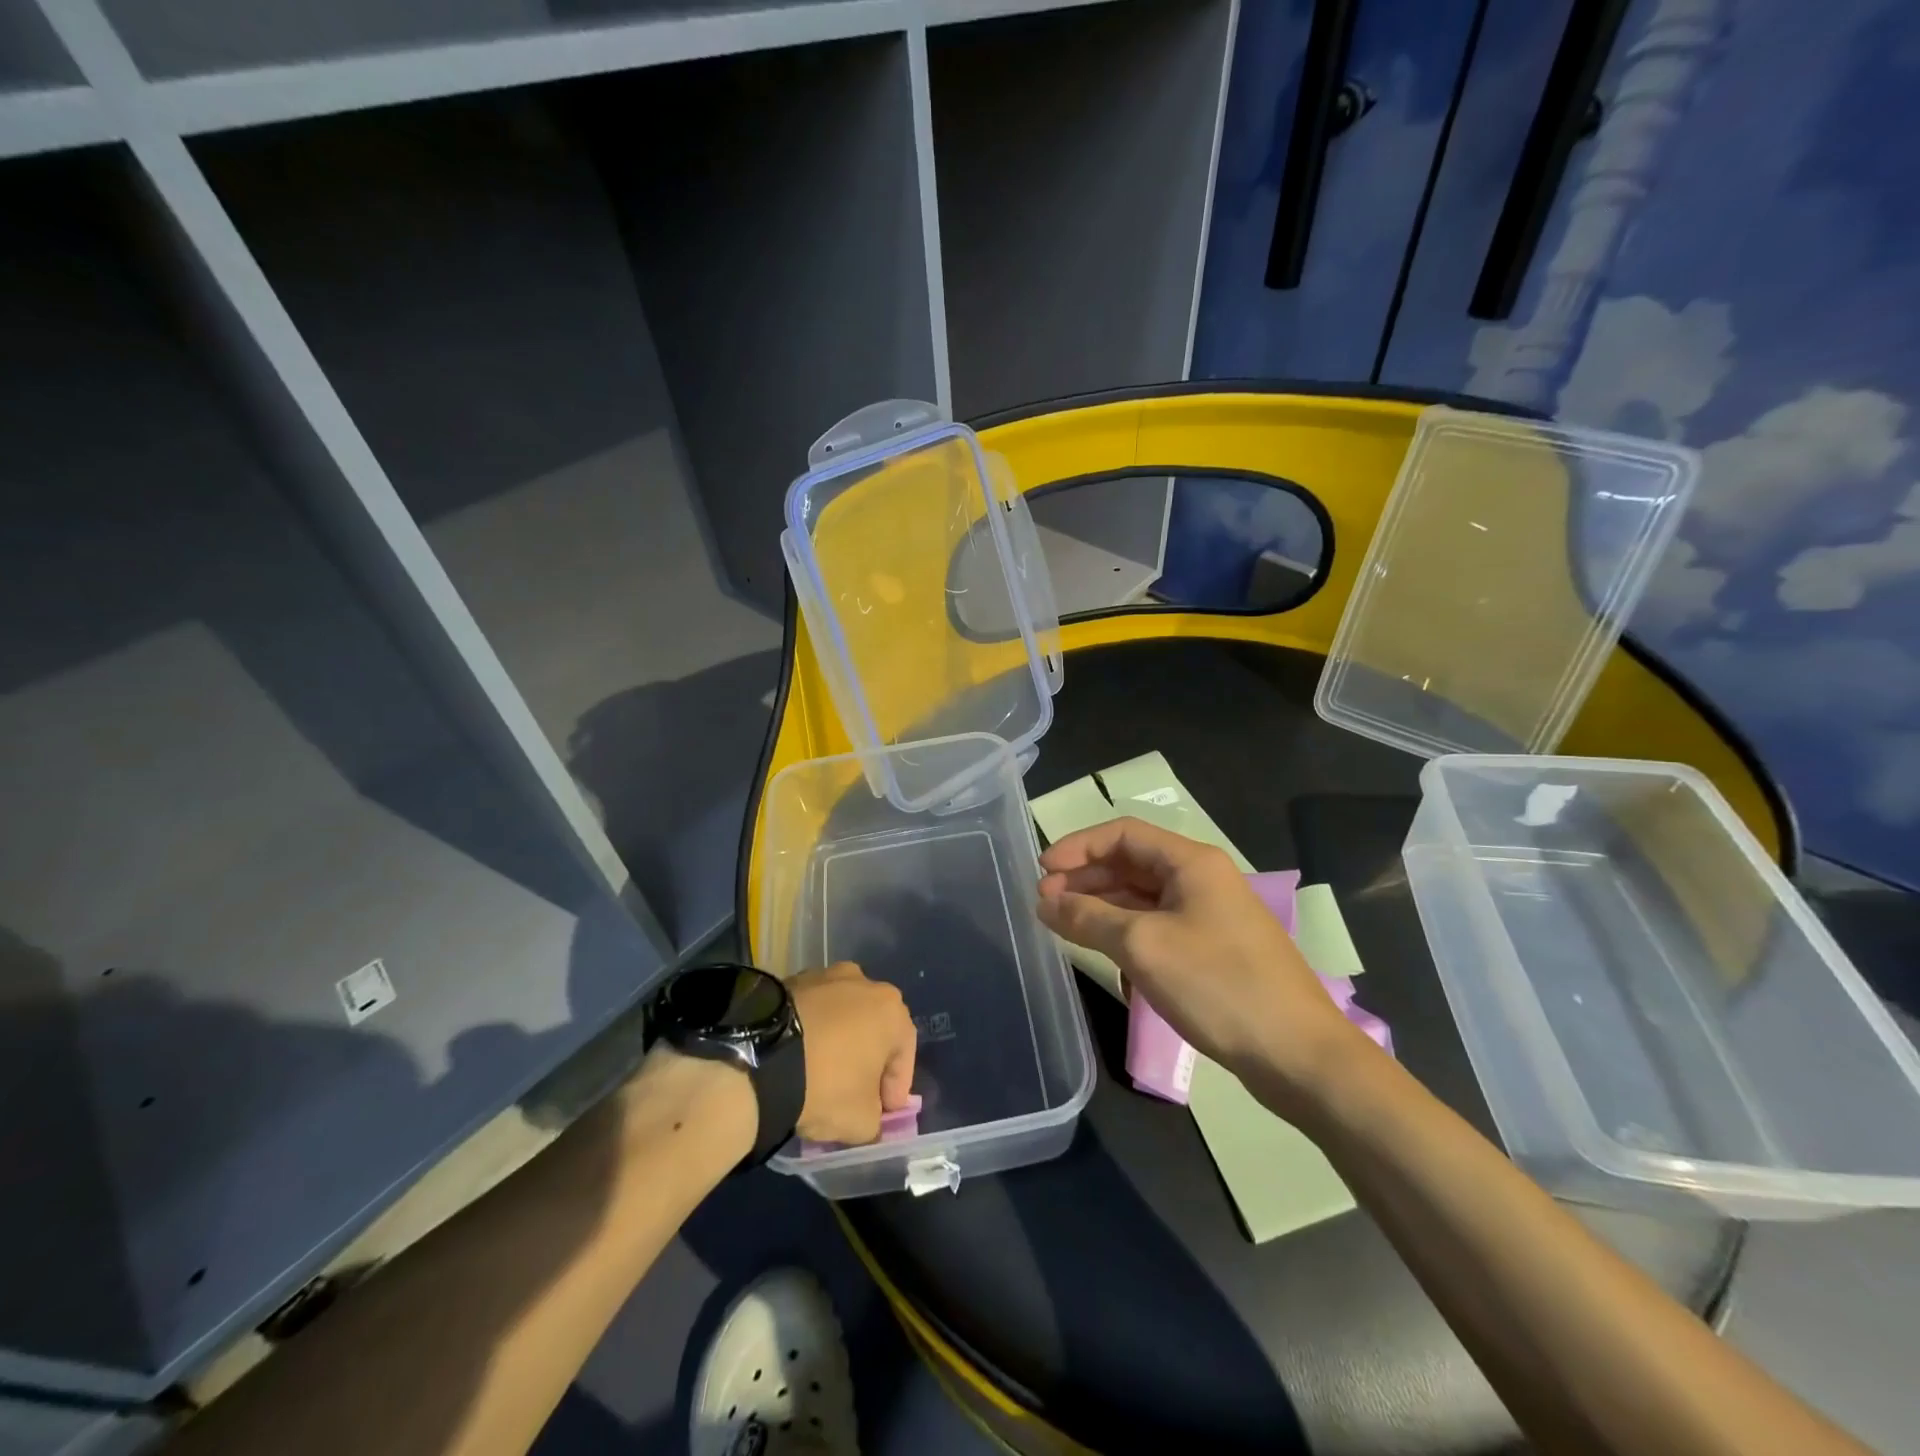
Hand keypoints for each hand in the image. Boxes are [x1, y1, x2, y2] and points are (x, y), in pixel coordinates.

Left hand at [787, 962, 917, 1144]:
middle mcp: (863, 982)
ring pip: (841, 1015)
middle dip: (868, 1058)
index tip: (885, 1111)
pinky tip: (798, 1058)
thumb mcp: (861, 1121)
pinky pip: (811, 1011)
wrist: (759, 1058)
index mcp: (891, 1009)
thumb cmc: (825, 1084)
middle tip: (856, 1090)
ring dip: (838, 1040)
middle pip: (873, 1027)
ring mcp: (825, 976)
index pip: (904, 1052)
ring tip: (821, 1072)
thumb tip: (869, 1117)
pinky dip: (811, 1031)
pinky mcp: (791, 980)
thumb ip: (875, 1120)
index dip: (897, 1085)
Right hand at [1036, 818, 1363, 1104]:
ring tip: (1062, 925)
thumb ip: (1088, 917)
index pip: (1122, 834)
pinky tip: (1101, 949)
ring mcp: (1209, 915)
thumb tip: (1044, 902)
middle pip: (1131, 863)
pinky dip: (1125, 931)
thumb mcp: (1143, 946)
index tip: (1041, 873)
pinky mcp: (1212, 949)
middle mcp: (1201, 879)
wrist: (1298, 1054)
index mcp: (1191, 862)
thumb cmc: (1218, 985)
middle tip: (1044, 904)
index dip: (1077, 847)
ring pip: (1142, 897)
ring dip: (1101, 906)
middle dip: (1085, 878)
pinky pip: (1157, 926)